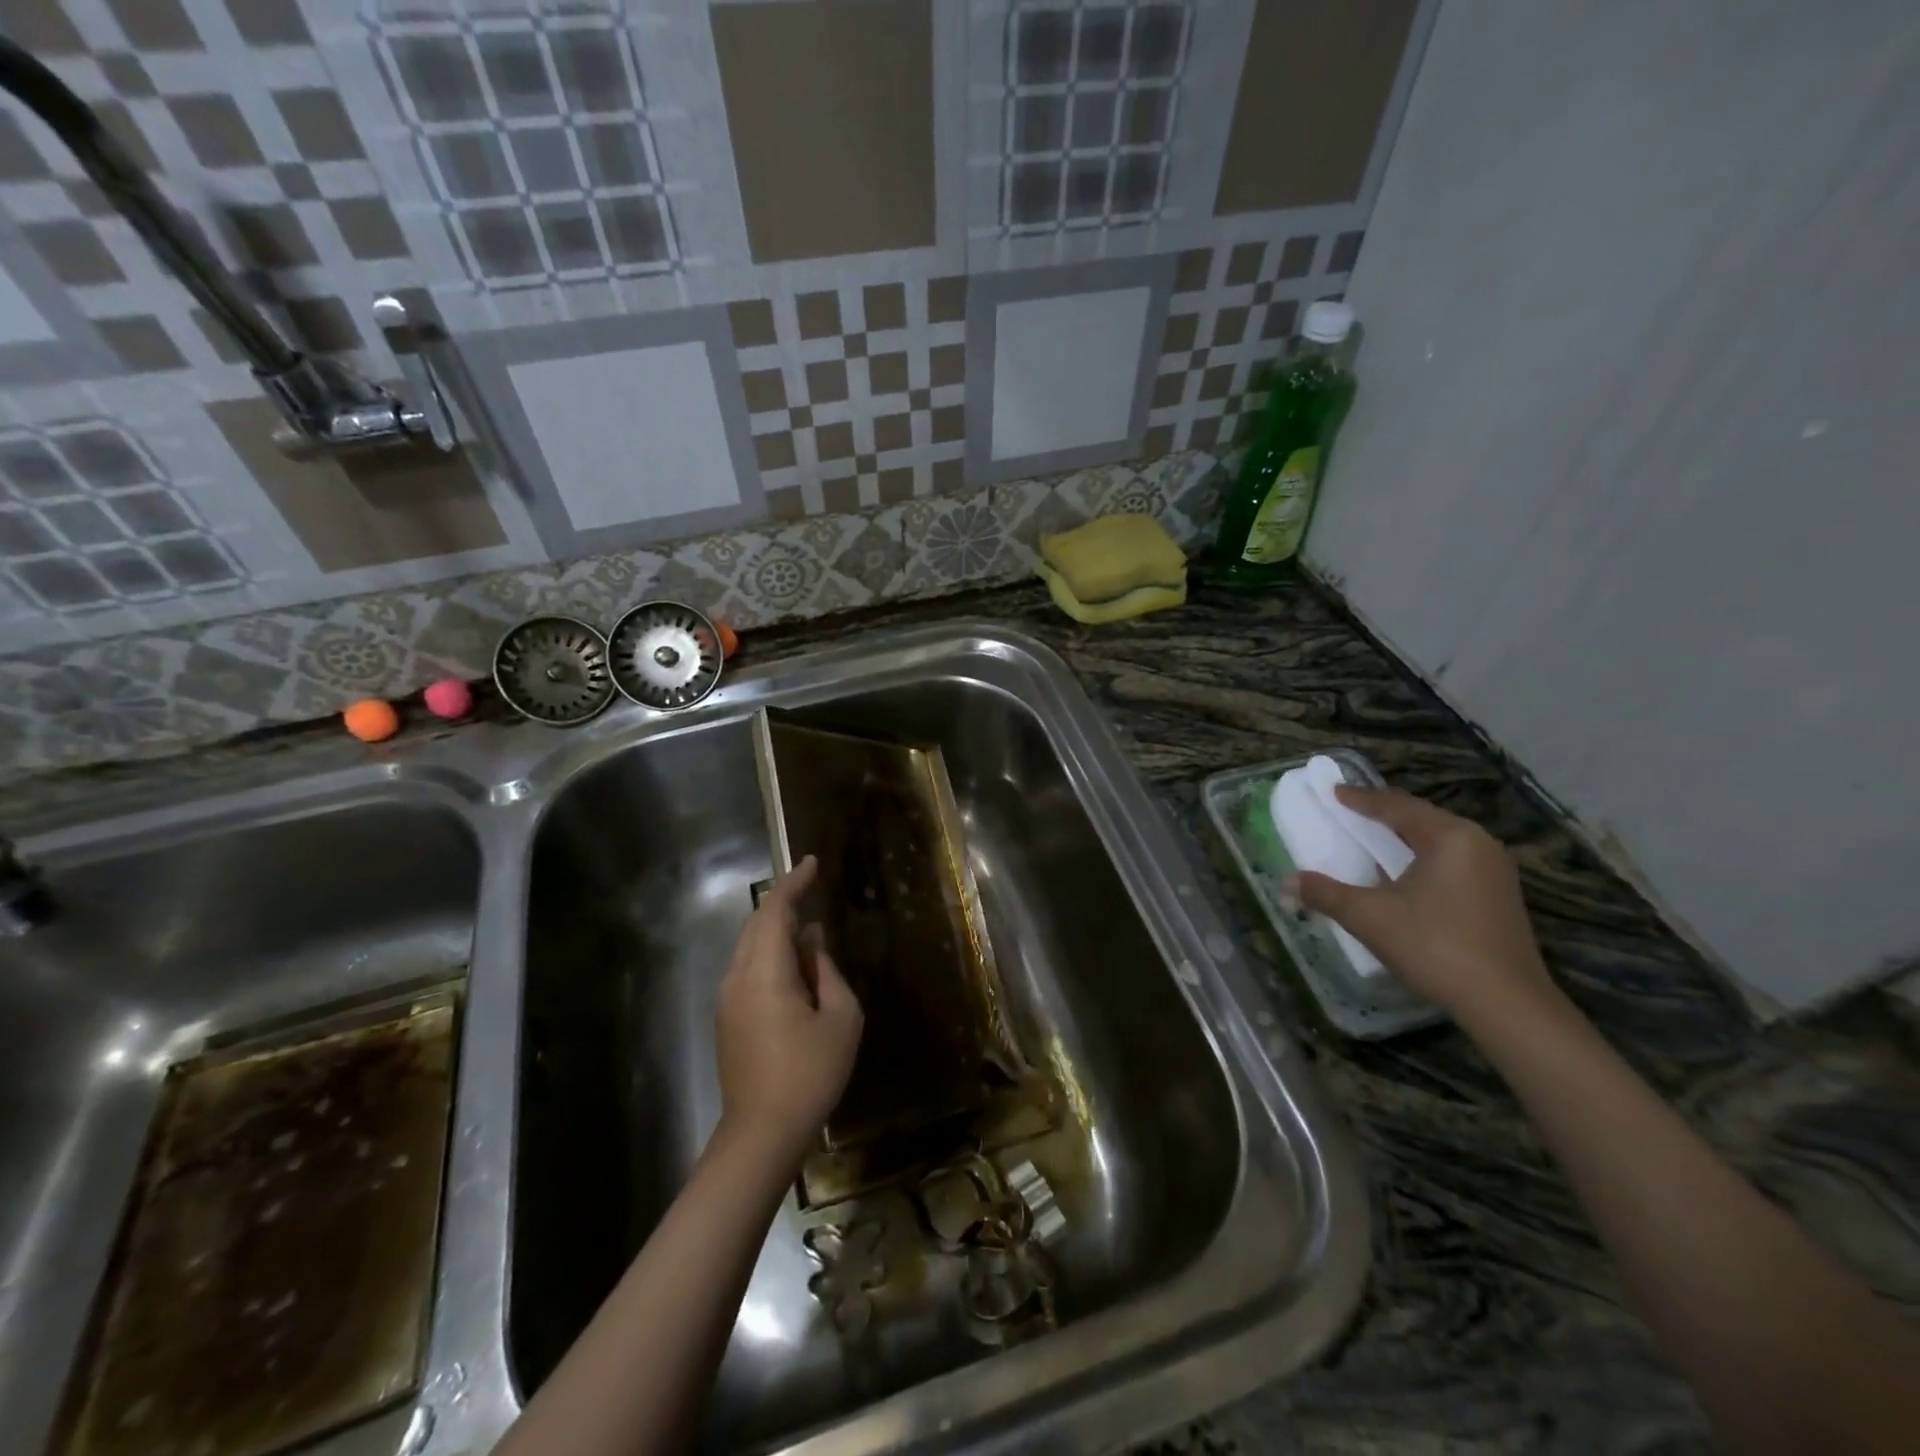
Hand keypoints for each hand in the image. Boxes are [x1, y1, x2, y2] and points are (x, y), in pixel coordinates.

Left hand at [714, 855, 863, 1169]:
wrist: (761, 1135)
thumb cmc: (810, 1074)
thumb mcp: (841, 1019)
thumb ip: (828, 972)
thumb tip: (812, 943)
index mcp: (764, 973)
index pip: (775, 911)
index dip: (794, 883)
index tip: (813, 862)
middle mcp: (737, 978)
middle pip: (757, 925)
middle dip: (784, 904)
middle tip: (814, 892)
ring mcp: (727, 1000)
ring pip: (750, 947)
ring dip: (779, 932)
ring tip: (812, 937)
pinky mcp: (728, 1019)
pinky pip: (749, 970)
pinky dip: (772, 956)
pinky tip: (797, 971)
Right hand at [1288, 785, 1557, 1027]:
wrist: (1506, 1005)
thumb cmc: (1434, 946)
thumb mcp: (1369, 917)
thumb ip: (1325, 894)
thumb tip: (1287, 882)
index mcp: (1449, 836)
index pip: (1396, 807)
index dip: (1361, 799)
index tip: (1334, 792)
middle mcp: (1478, 844)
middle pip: (1421, 818)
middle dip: (1383, 815)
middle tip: (1350, 811)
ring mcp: (1494, 871)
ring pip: (1438, 841)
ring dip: (1403, 838)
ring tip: (1372, 838)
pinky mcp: (1499, 896)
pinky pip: (1451, 861)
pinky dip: (1421, 858)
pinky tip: (1403, 874)